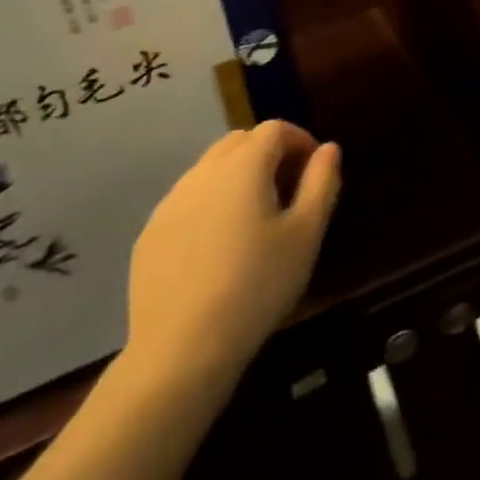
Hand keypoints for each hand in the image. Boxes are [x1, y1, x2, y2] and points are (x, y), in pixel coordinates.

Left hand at [122, 120, 341, 395]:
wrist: (181, 350)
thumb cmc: (257, 286)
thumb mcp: (305, 235)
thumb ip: (322, 183)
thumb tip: (328, 148)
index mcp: (244, 165)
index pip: (275, 129)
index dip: (300, 140)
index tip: (314, 170)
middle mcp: (203, 171)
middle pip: (240, 141)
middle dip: (267, 153)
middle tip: (287, 189)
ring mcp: (171, 202)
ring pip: (210, 170)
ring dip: (236, 177)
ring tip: (253, 219)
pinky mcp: (150, 233)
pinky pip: (187, 201)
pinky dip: (209, 206)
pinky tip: (217, 248)